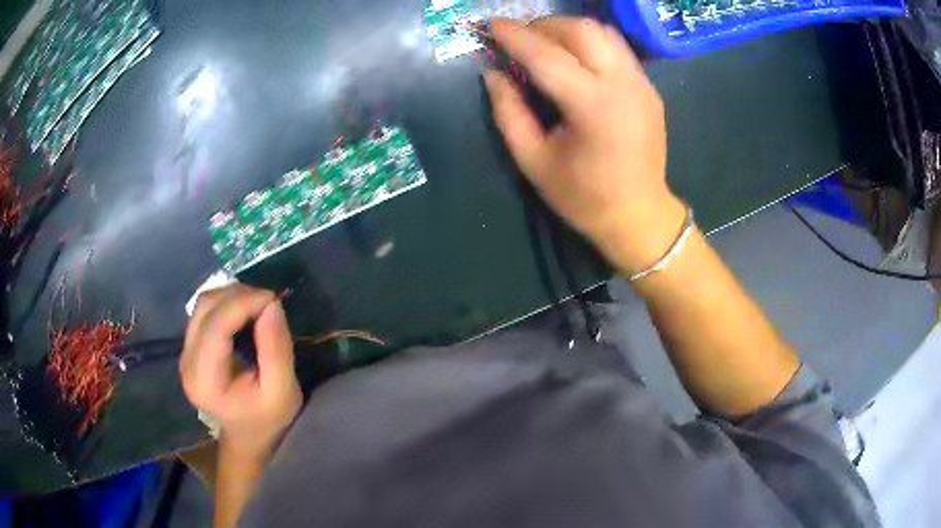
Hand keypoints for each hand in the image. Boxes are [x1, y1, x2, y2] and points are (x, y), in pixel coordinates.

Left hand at [180, 285, 301, 460]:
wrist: (248, 437)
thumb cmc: (267, 419)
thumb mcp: (282, 392)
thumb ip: (276, 349)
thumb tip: (272, 304)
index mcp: (205, 380)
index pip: (215, 326)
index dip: (242, 303)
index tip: (273, 299)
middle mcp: (187, 362)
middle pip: (205, 308)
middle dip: (238, 295)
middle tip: (269, 301)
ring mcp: (185, 352)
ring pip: (203, 304)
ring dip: (231, 295)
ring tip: (259, 304)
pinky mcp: (190, 346)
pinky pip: (205, 311)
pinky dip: (226, 303)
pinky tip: (245, 311)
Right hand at [484, 17, 686, 273]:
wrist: (639, 215)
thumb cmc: (584, 197)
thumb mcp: (533, 161)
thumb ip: (508, 112)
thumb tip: (492, 72)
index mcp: (593, 107)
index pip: (546, 55)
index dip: (514, 36)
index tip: (489, 24)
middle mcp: (623, 85)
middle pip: (581, 29)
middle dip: (543, 25)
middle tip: (519, 38)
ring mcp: (642, 83)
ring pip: (602, 32)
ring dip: (567, 29)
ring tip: (544, 43)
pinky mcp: (649, 87)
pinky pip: (616, 48)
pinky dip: (589, 42)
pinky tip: (573, 58)